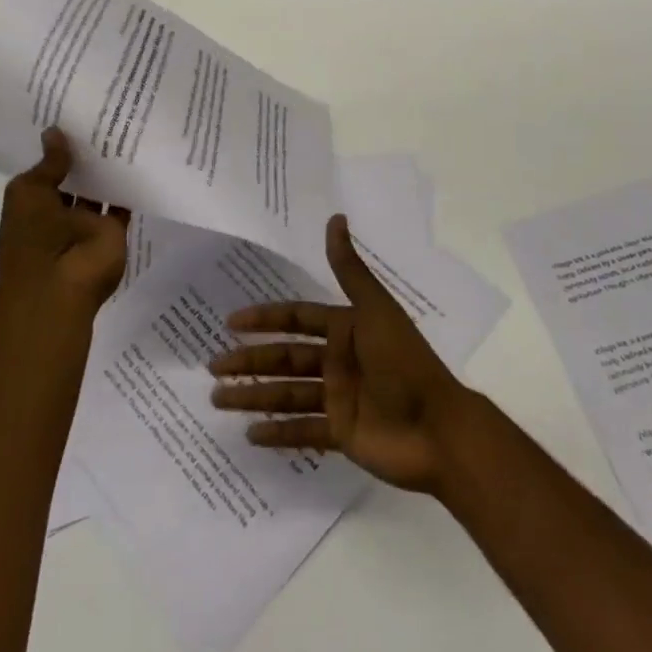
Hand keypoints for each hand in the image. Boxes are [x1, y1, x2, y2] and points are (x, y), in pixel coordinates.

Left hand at [0, 129, 129, 314]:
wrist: (58, 285)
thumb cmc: (32, 237)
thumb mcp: (29, 192)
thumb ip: (48, 163)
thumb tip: (54, 131)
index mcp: (32, 203)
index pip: (46, 170)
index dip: (56, 147)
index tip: (71, 115)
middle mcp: (59, 211)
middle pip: (76, 177)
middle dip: (85, 153)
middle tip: (103, 114)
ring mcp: (87, 222)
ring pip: (100, 188)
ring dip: (108, 166)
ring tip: (123, 127)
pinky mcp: (113, 230)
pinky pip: (123, 203)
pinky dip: (130, 185)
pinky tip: (139, 156)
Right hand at [207, 214, 476, 493]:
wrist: (438, 429)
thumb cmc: (404, 362)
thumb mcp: (375, 310)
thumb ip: (349, 268)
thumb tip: (335, 216)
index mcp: (345, 329)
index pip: (296, 318)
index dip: (265, 319)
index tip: (231, 322)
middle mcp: (338, 360)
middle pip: (284, 358)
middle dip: (250, 361)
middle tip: (213, 366)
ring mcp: (339, 398)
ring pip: (287, 394)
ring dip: (254, 396)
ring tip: (217, 399)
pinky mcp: (342, 434)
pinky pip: (303, 431)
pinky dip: (278, 433)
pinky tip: (250, 434)